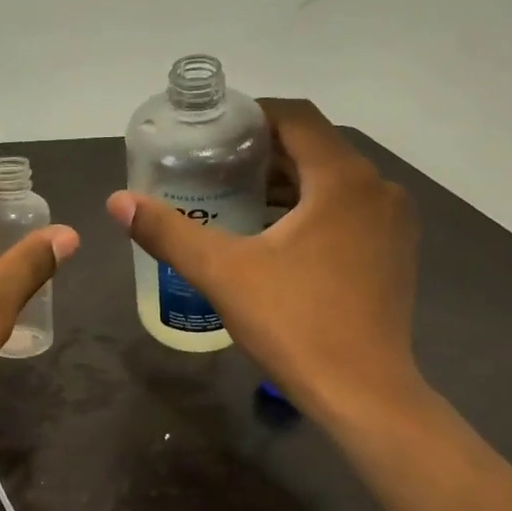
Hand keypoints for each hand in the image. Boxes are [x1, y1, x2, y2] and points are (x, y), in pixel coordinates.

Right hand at [106, 100, 422, 425]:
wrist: (363, 395)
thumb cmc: (295, 324)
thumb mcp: (222, 273)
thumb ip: (168, 232)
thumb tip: (117, 201)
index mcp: (343, 180)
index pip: (297, 117)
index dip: (252, 116)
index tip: (212, 133)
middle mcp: (378, 189)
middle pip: (315, 148)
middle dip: (262, 152)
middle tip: (211, 167)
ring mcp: (393, 224)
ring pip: (332, 182)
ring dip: (285, 183)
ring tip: (233, 199)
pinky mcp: (394, 253)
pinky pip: (347, 210)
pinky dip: (310, 209)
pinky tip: (273, 237)